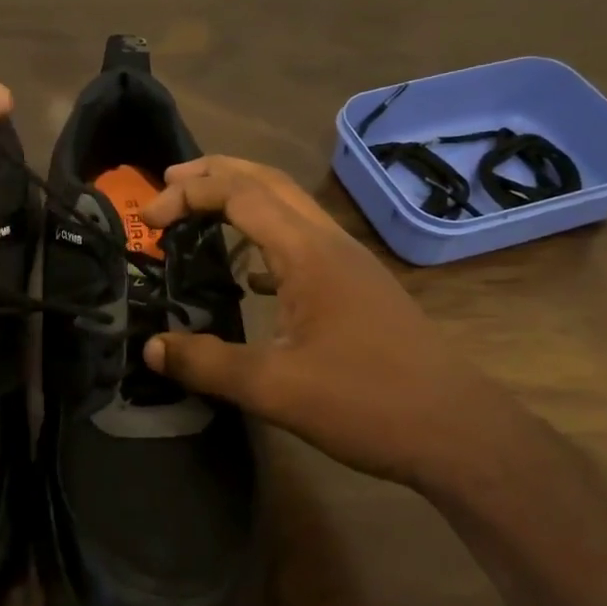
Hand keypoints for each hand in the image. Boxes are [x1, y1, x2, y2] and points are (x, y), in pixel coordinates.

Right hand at [140, 156, 515, 490]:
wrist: (458, 432)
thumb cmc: (367, 402)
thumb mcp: (275, 389)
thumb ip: (207, 364)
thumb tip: (152, 348)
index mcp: (309, 253)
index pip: (240, 194)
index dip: (189, 194)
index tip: (148, 220)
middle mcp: (329, 243)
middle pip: (268, 182)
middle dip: (215, 173)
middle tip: (167, 184)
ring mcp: (349, 264)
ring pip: (289, 208)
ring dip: (243, 198)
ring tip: (200, 210)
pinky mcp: (358, 288)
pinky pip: (303, 242)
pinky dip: (266, 238)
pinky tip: (250, 273)